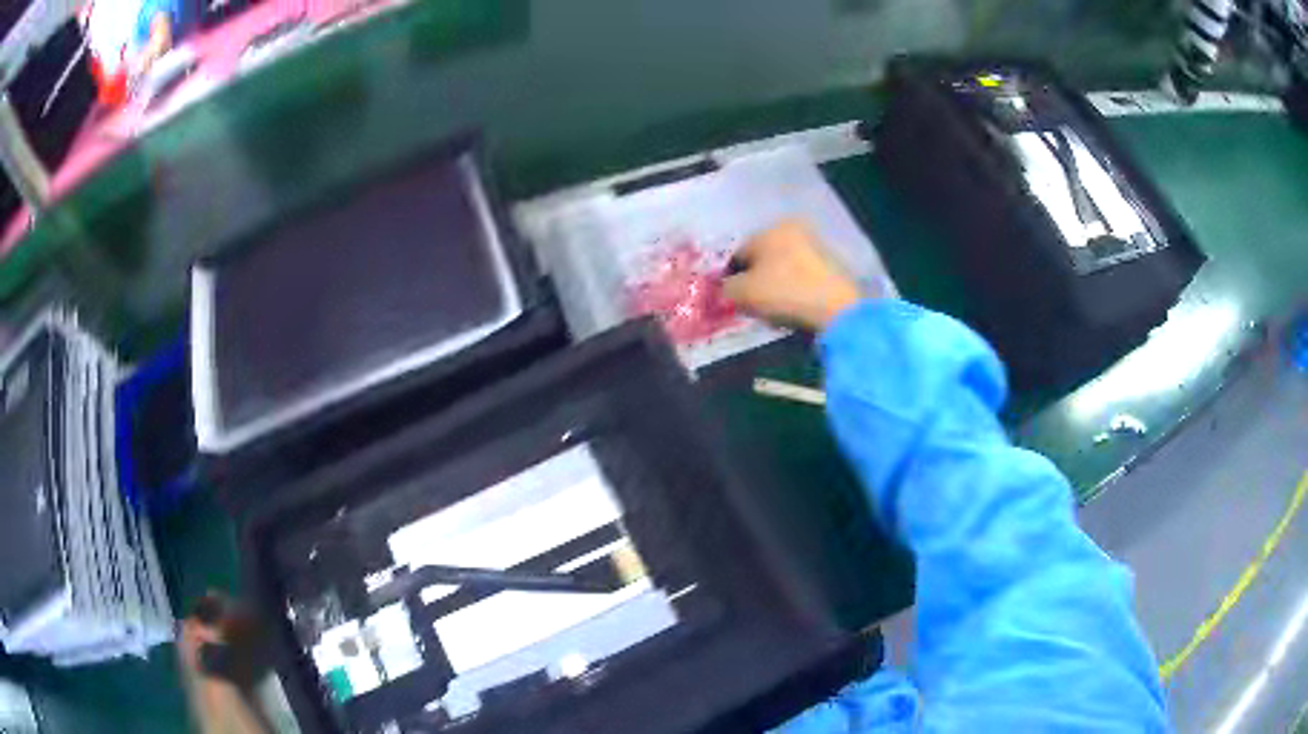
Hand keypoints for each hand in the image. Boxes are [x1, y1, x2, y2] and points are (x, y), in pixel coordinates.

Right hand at [724, 219, 869, 331]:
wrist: (836, 308)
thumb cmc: (784, 292)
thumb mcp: (743, 293)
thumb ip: (726, 288)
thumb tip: (726, 288)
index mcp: (770, 229)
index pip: (739, 253)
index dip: (731, 277)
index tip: (731, 298)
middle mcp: (794, 229)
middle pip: (763, 258)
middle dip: (755, 279)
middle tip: (752, 304)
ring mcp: (816, 245)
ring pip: (783, 267)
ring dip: (775, 284)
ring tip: (774, 308)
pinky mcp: (832, 264)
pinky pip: (802, 276)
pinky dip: (794, 289)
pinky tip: (794, 306)